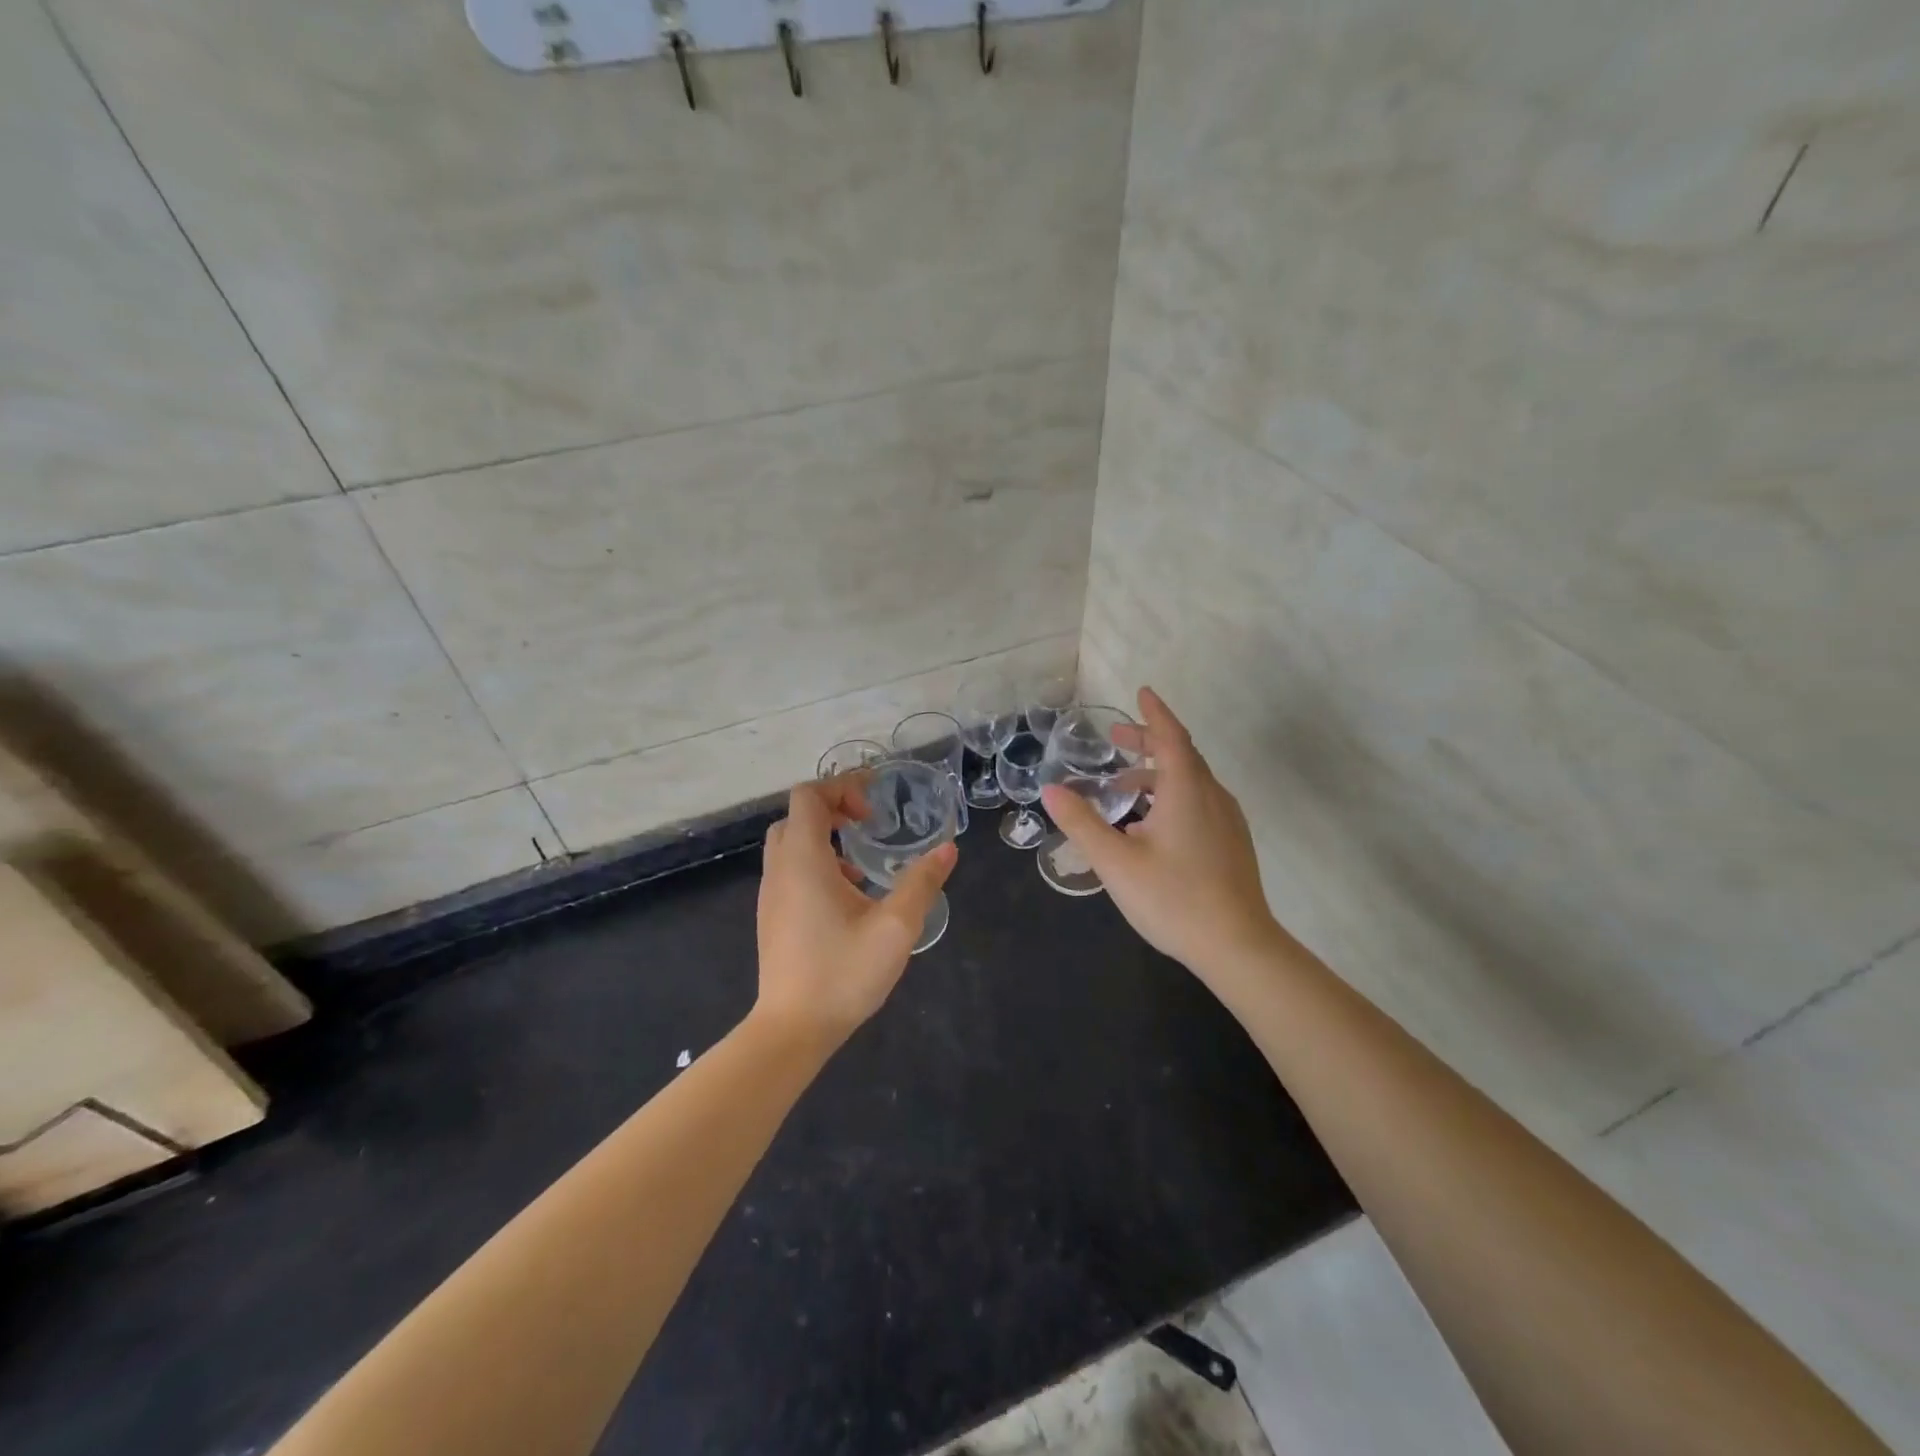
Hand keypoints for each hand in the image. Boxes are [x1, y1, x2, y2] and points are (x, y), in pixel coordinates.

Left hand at [754, 776, 957, 1050]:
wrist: (792, 1030)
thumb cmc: (842, 973)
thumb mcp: (895, 927)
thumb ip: (921, 882)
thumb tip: (948, 849)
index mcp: (804, 860)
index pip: (809, 796)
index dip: (842, 787)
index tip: (874, 806)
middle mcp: (780, 869)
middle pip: (797, 816)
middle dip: (832, 808)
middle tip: (867, 824)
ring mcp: (771, 894)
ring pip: (791, 843)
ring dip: (824, 837)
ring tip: (861, 862)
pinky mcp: (772, 916)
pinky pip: (789, 869)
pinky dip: (815, 862)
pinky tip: (847, 896)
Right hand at [1041, 687, 1284, 982]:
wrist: (1238, 947)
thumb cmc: (1173, 899)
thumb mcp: (1116, 862)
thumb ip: (1082, 823)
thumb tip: (1051, 790)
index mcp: (1186, 790)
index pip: (1171, 736)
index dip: (1154, 713)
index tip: (1142, 692)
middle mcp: (1211, 796)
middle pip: (1181, 755)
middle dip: (1149, 741)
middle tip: (1116, 740)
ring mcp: (1227, 821)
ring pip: (1191, 781)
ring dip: (1157, 773)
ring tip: (1123, 789)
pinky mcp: (1232, 843)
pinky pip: (1199, 802)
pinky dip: (1172, 796)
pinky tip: (1151, 826)